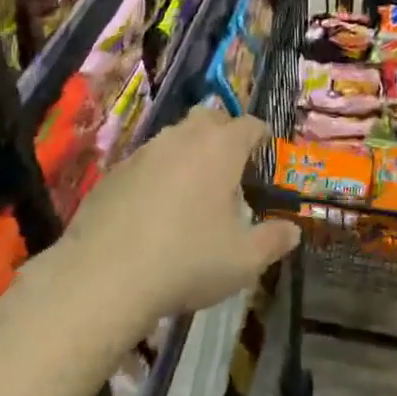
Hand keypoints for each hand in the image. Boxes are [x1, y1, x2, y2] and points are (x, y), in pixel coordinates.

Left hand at [62, 110, 299, 320]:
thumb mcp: (242, 261)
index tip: (265, 148)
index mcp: (221, 148)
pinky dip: (157, 174)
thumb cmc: (187, 261)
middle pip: (209, 118)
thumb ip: (272, 241)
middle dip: (223, 133)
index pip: (248, 125)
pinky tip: (154, 208)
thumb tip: (292, 230)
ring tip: (192, 189)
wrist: (104, 276)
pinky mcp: (114, 172)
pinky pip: (145, 162)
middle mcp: (183, 138)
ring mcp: (144, 151)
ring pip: (174, 137)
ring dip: (188, 153)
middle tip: (230, 165)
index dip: (260, 135)